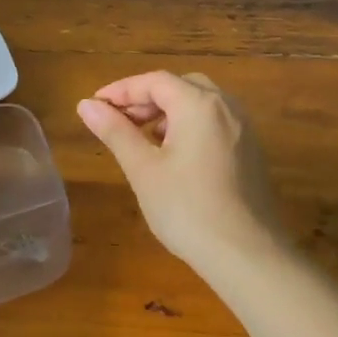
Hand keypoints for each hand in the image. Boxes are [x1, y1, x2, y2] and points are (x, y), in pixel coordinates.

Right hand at [77, 71, 283, 271]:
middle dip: (146, 99)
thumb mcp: (143, 169)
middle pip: (180, 86)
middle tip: (118, 120)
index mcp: (199, 104)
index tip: (94, 105)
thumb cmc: (187, 209)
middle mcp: (226, 106)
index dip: (121, 90)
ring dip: (168, 111)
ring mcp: (244, 129)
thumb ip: (115, 132)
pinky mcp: (251, 151)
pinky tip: (174, 155)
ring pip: (200, 104)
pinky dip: (189, 125)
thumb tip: (86, 105)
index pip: (154, 81)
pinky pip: (215, 123)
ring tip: (143, 137)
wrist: (248, 255)